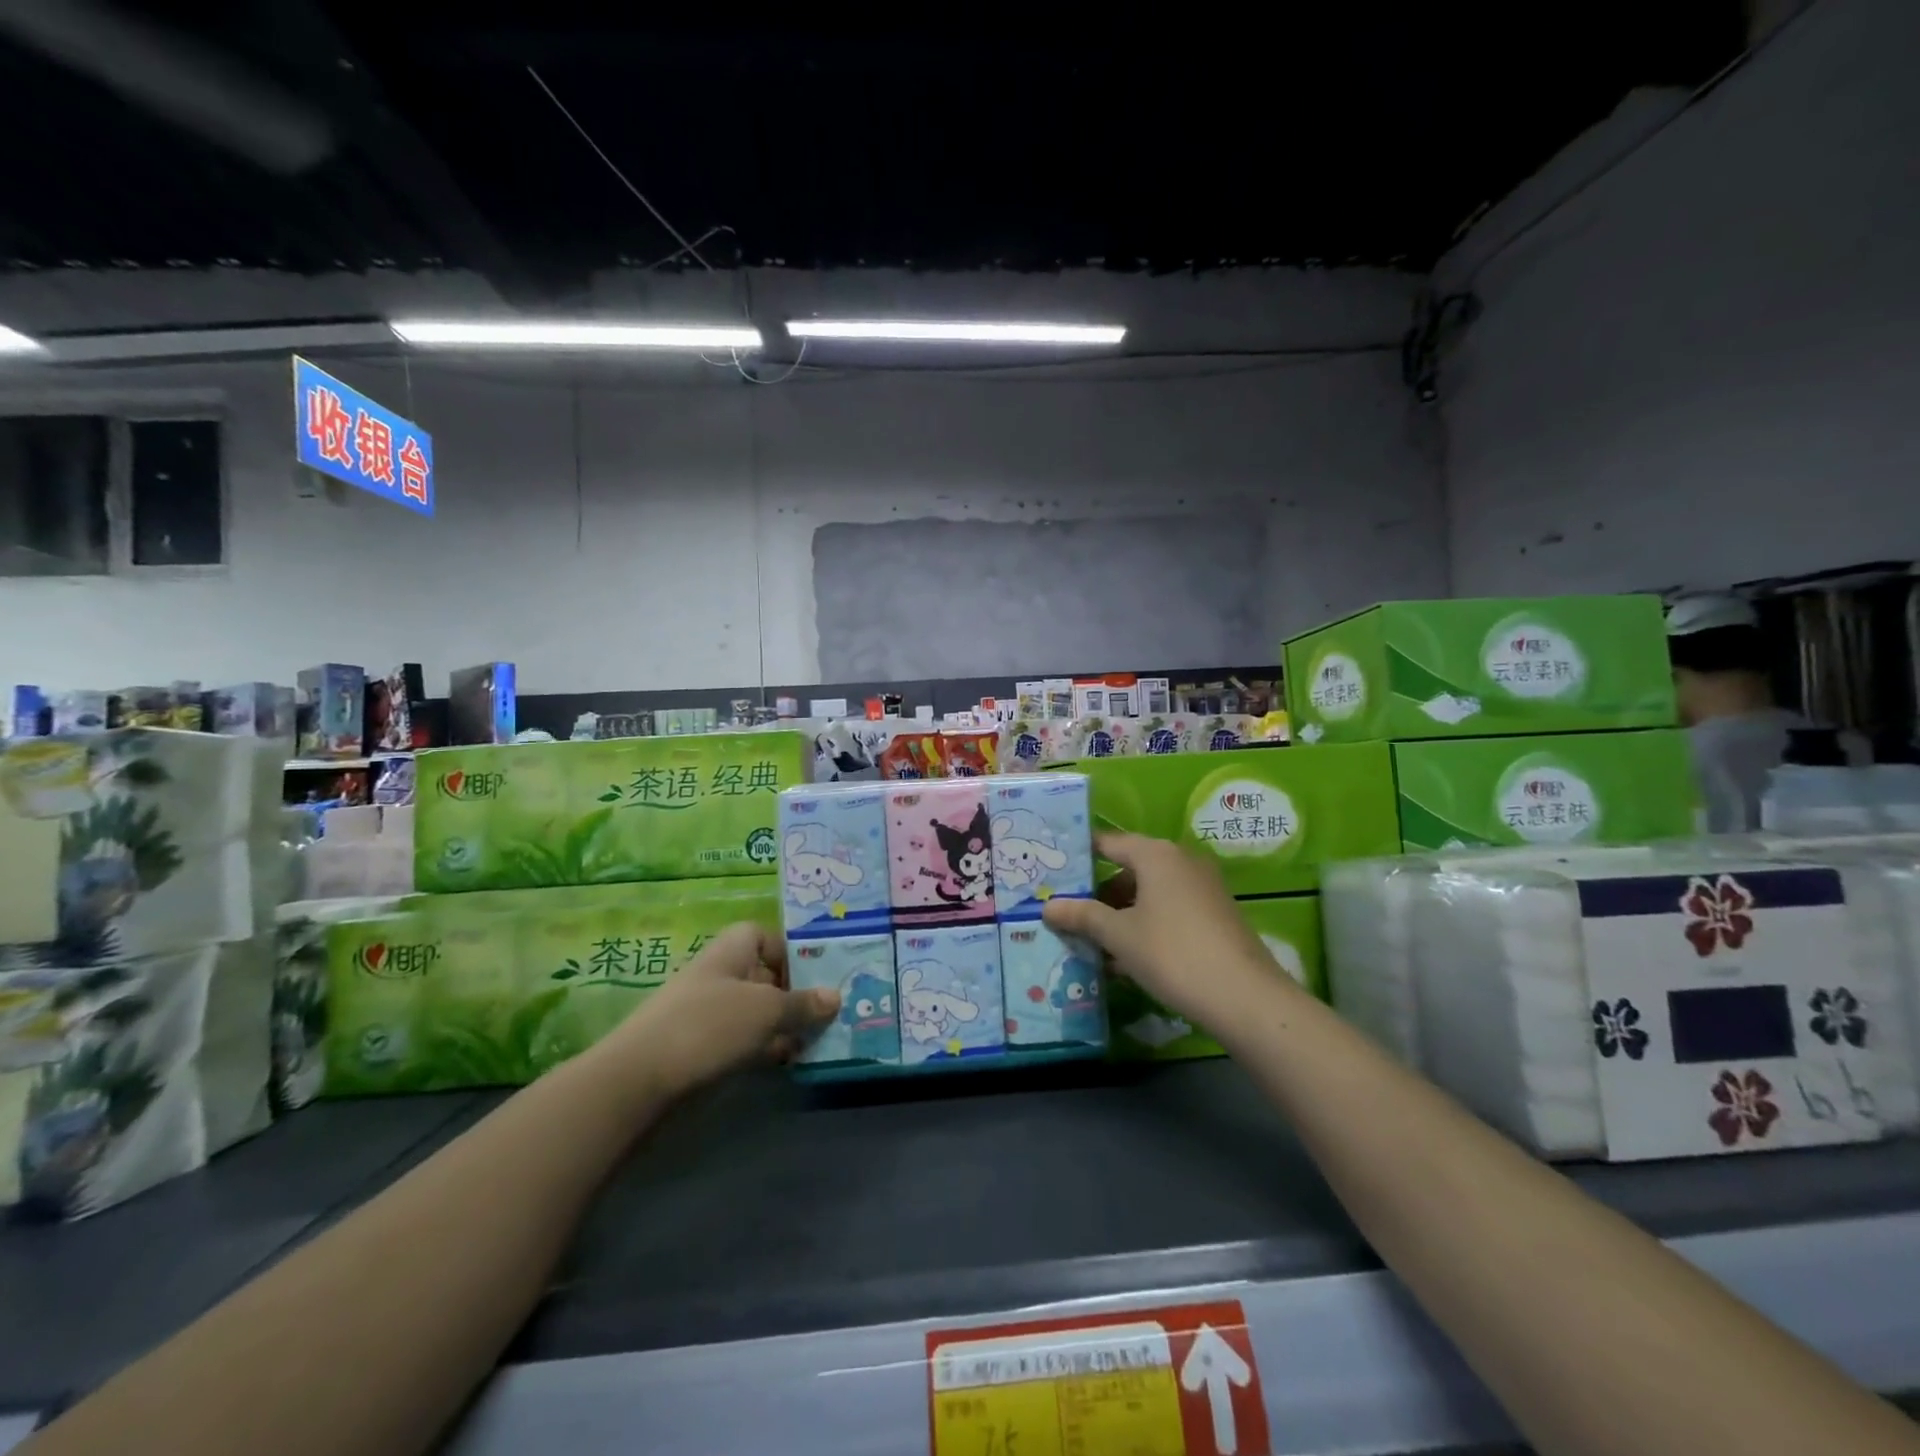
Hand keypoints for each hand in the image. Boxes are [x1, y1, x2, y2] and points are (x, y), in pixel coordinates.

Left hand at [601, 923, 837, 1100]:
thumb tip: (835, 997)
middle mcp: (719, 975)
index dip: (790, 950)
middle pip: (764, 975)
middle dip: (795, 993)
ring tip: (816, 1041)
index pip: (763, 936)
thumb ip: (802, 1004)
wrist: (639, 1078)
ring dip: (784, 1024)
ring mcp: (707, 1013)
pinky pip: (742, 1040)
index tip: (815, 974)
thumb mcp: (766, 1010)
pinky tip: (786, 1063)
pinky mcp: (700, 1048)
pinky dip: (765, 1048)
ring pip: (756, 1011)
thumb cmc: (709, 1025)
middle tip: (829, 1013)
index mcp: (731, 951)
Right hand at [1041, 833, 1280, 1025]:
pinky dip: (1146, 924)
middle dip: (1098, 893)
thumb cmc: (1172, 954)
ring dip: (1121, 913)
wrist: (1245, 998)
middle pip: (1129, 868)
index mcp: (1156, 854)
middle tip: (1068, 913)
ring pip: (1149, 892)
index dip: (1079, 858)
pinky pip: (1169, 909)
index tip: (1053, 873)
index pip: (1107, 843)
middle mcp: (1181, 860)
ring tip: (1092, 941)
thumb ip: (1082, 916)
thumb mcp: (1119, 935)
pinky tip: (1127, 957)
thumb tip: (1048, 906)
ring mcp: (1203, 887)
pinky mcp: (1215, 914)